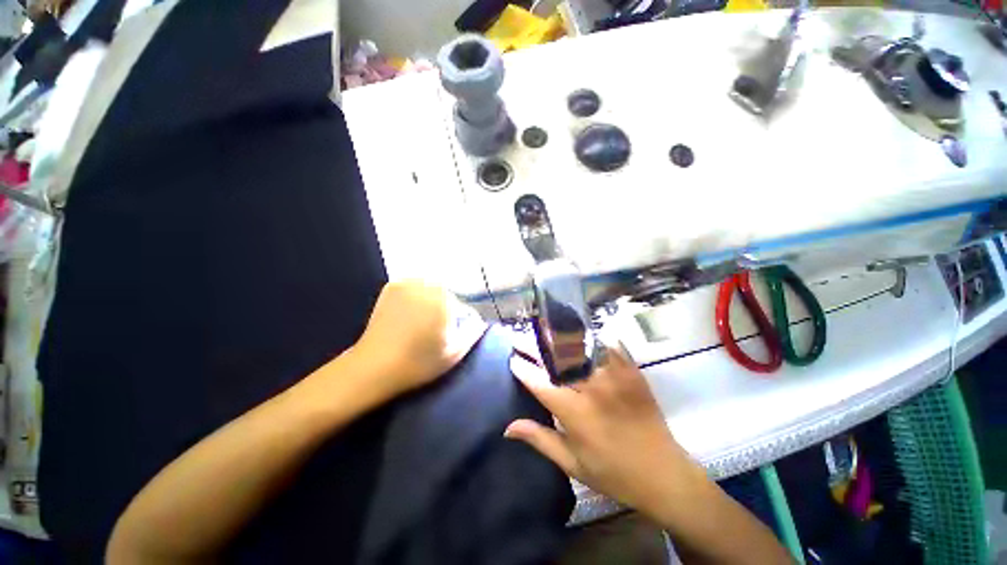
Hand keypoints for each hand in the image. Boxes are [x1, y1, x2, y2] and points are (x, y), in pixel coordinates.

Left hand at [352, 280, 487, 397]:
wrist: (374, 367)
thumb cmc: (418, 363)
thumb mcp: (454, 353)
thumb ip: (473, 332)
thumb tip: (480, 320)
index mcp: (443, 299)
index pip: (463, 305)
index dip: (460, 321)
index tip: (452, 334)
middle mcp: (426, 285)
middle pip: (448, 294)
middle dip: (447, 308)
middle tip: (437, 329)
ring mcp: (407, 283)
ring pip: (431, 288)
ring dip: (432, 300)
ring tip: (423, 321)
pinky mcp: (392, 286)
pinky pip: (414, 286)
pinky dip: (417, 295)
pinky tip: (411, 312)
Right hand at [505, 346, 706, 521]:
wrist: (663, 475)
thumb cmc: (613, 473)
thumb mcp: (572, 463)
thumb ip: (539, 439)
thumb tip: (508, 427)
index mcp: (575, 413)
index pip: (540, 383)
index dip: (523, 369)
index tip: (513, 359)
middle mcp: (592, 389)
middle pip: (557, 359)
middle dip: (535, 346)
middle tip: (523, 339)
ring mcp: (614, 377)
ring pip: (581, 348)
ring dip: (560, 338)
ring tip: (546, 331)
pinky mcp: (631, 372)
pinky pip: (608, 346)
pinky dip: (593, 338)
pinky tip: (582, 333)